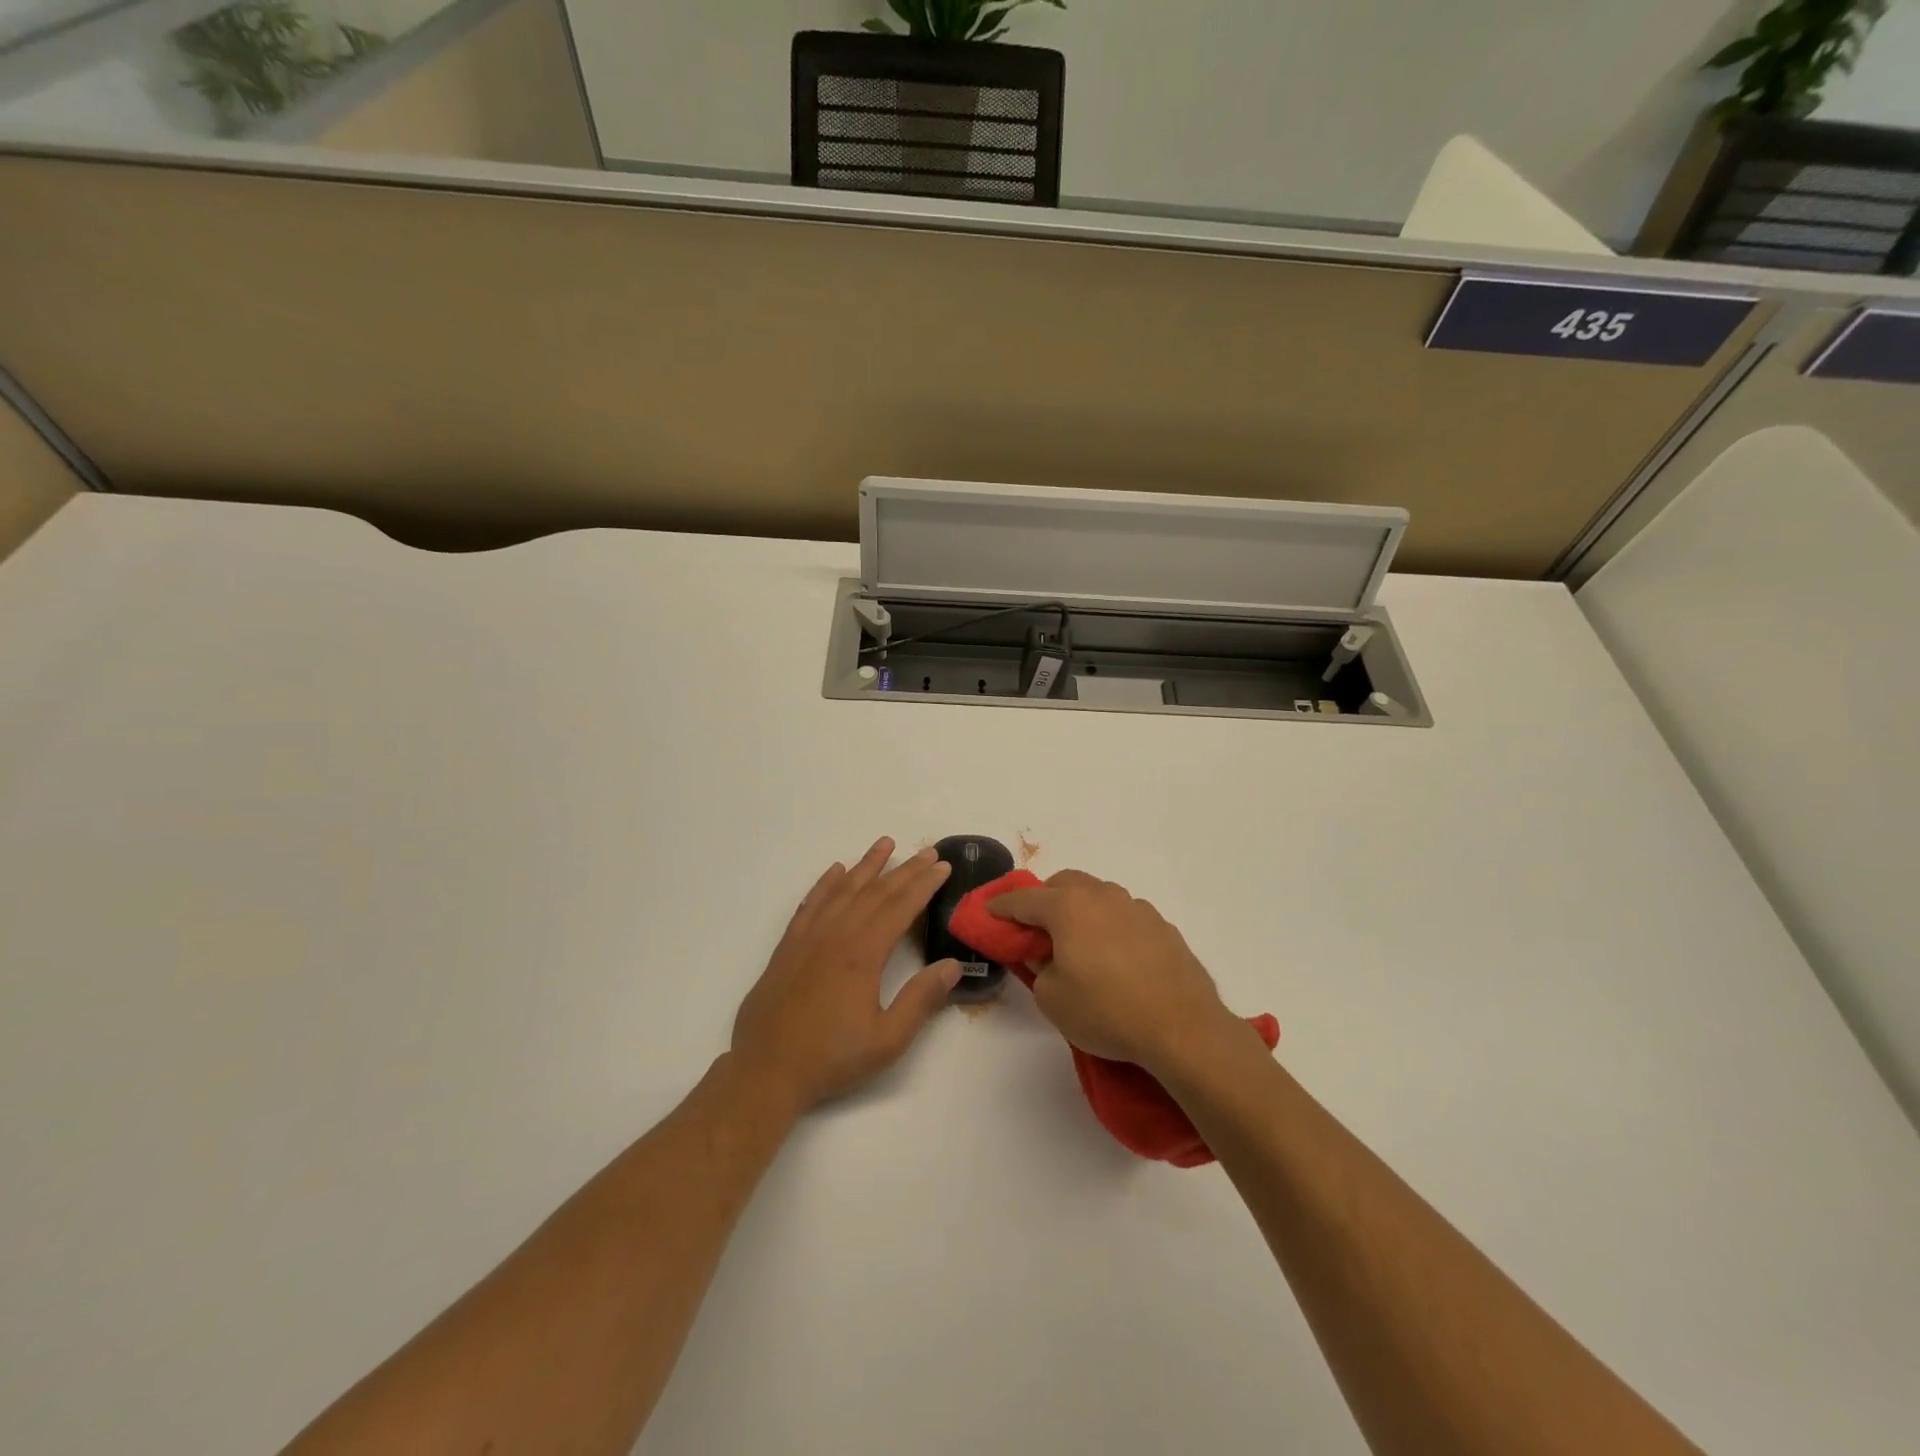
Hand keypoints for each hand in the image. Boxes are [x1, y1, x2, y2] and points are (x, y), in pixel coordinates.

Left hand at [732, 839, 962, 1112]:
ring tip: (885, 844)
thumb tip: (952, 966)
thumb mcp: (887, 1039)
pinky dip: (825, 884)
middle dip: (905, 869)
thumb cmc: (832, 1057)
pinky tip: (835, 871)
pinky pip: (810, 903)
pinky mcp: (788, 946)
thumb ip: (921, 1000)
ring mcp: (809, 937)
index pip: (900, 907)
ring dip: (866, 865)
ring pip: (842, 890)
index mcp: (863, 954)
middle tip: (927, 851)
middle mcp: (836, 935)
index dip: (924, 885)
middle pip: (875, 892)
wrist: (767, 1070)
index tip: (943, 867)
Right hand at [989, 870, 1234, 1073]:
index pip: (1024, 899)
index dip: (1001, 906)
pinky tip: (1114, 956)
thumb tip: (1044, 953)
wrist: (1182, 1027)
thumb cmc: (1107, 1012)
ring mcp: (1136, 908)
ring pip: (1098, 895)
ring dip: (1080, 909)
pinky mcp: (1162, 926)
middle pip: (1064, 884)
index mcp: (1068, 907)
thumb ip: (1037, 967)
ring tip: (1077, 943)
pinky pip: (1124, 915)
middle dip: (1044, 899)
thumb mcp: (1052, 998)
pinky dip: (1109, 925)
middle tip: (1035, 928)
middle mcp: (1102, 896)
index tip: (988, 911)